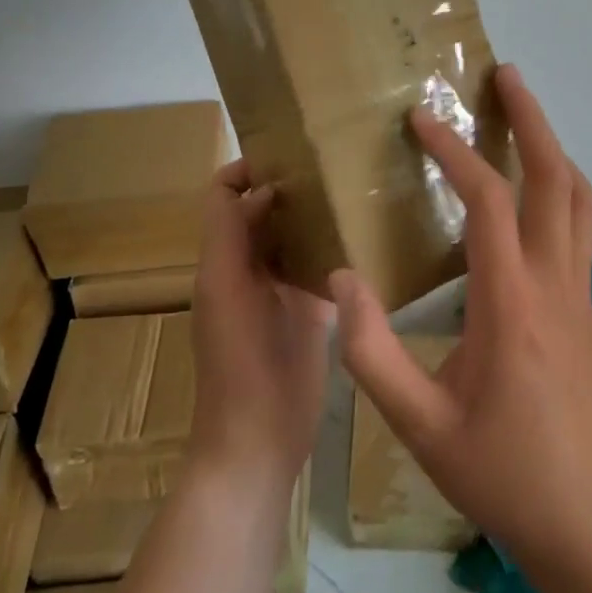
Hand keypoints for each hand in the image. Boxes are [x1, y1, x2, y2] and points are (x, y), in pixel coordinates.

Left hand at [187, 160, 332, 489]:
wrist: (258, 442)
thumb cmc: (237, 363)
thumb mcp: (226, 291)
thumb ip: (235, 235)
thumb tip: (267, 189)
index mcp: (225, 257)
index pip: (226, 194)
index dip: (248, 167)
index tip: (291, 151)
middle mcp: (251, 265)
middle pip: (264, 209)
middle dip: (291, 184)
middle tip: (335, 163)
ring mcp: (283, 289)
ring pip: (296, 234)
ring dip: (316, 213)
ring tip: (355, 189)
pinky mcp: (312, 311)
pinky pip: (322, 265)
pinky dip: (336, 247)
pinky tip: (366, 235)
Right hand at [330, 64, 591, 564]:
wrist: (587, 523)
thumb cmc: (500, 474)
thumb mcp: (419, 427)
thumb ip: (371, 353)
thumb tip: (340, 280)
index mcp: (511, 304)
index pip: (486, 201)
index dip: (453, 151)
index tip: (421, 119)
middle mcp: (554, 283)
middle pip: (554, 176)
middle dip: (530, 118)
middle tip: (504, 73)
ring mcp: (580, 292)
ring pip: (577, 195)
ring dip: (550, 145)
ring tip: (520, 112)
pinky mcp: (586, 306)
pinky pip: (578, 223)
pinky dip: (556, 183)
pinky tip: (527, 187)